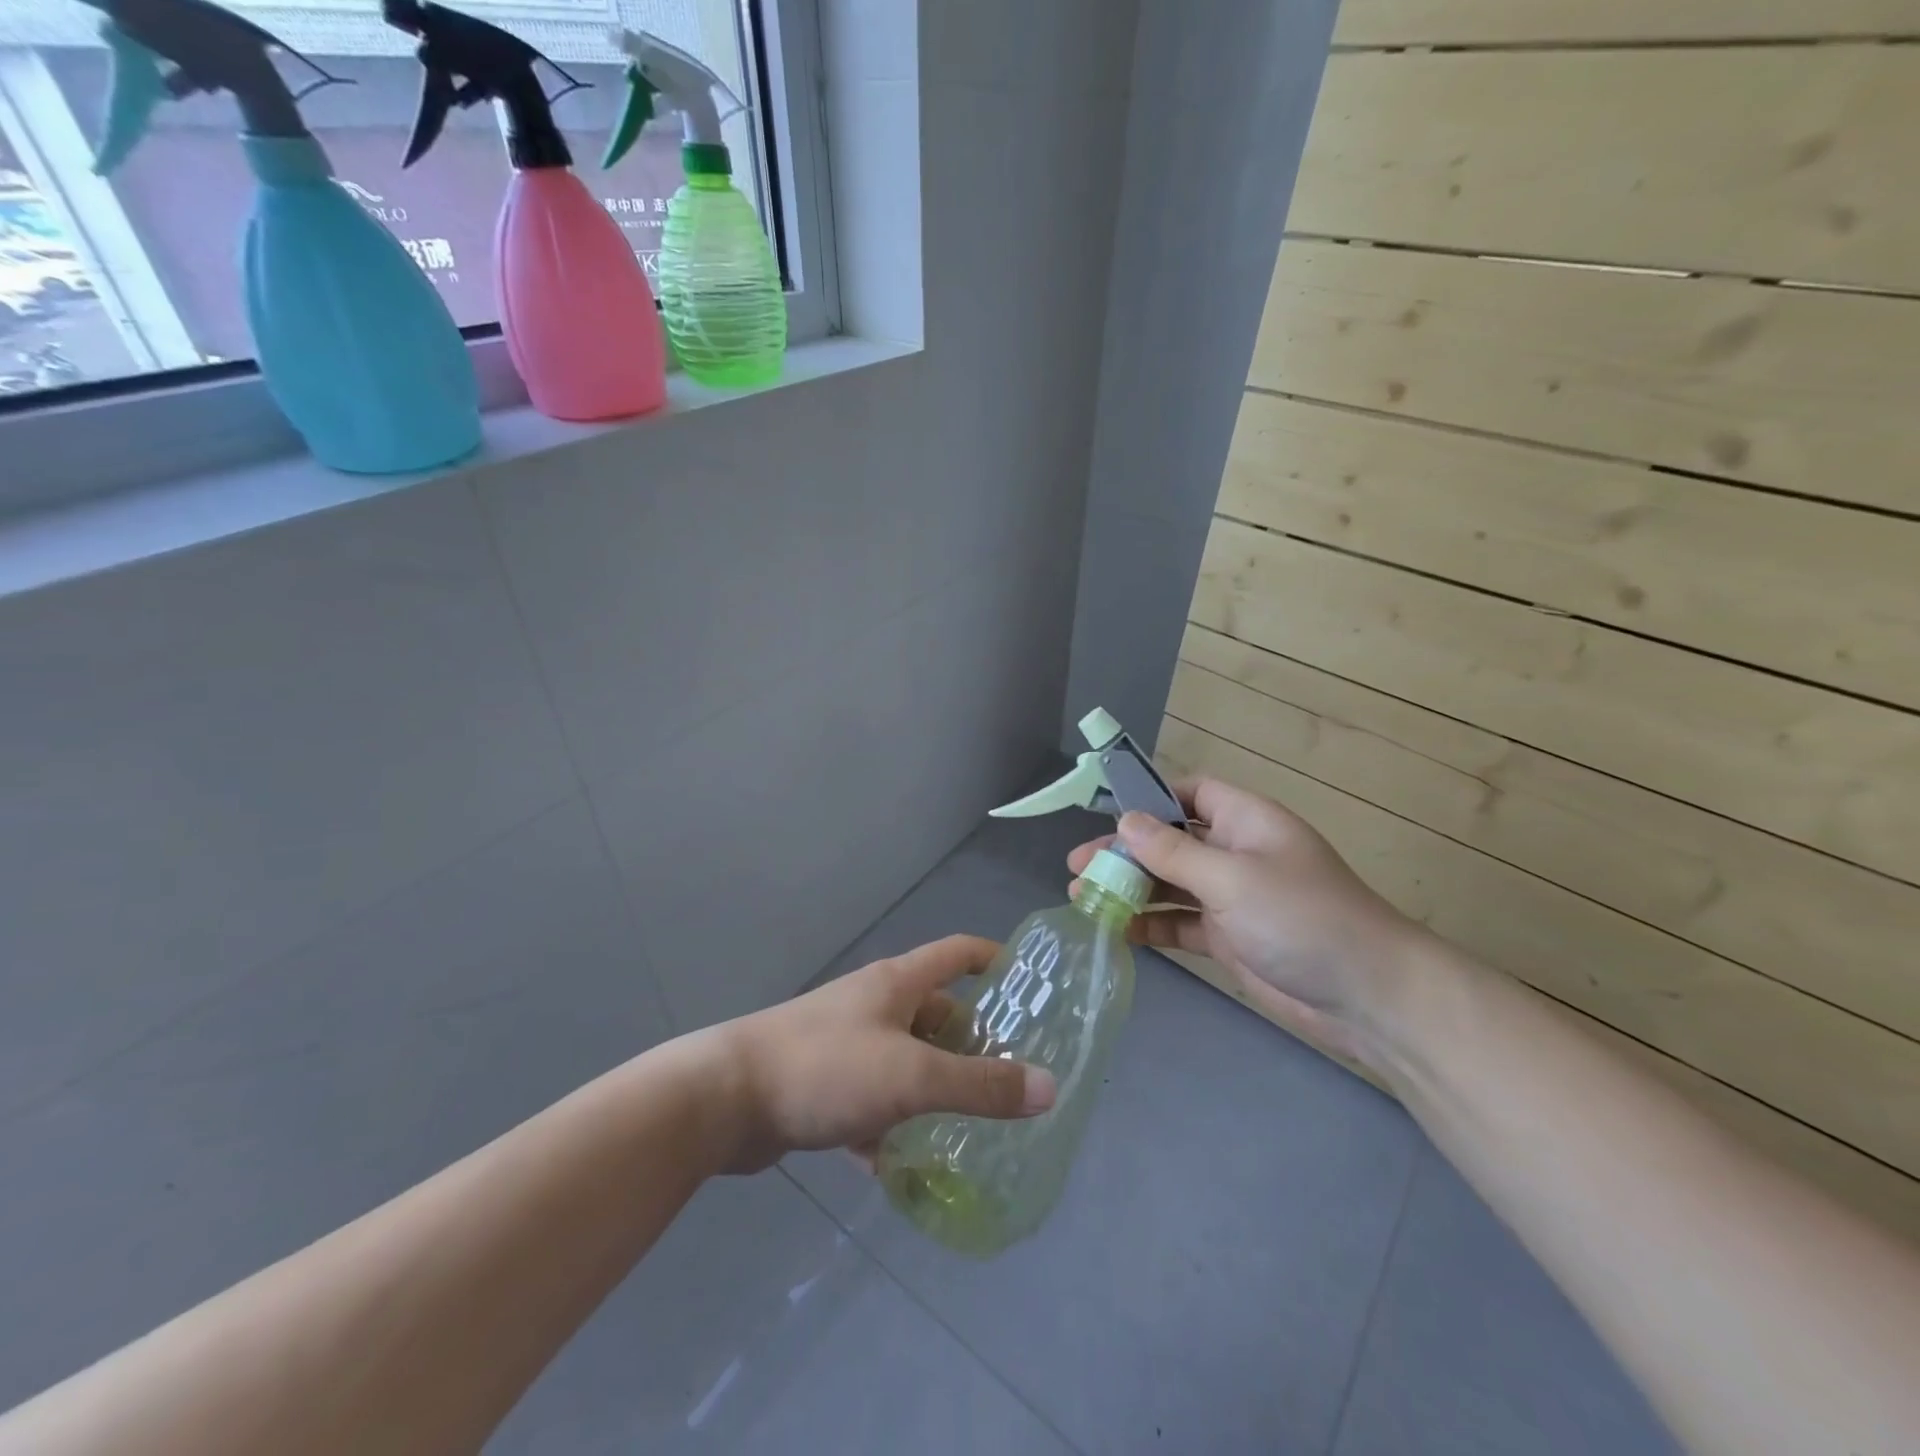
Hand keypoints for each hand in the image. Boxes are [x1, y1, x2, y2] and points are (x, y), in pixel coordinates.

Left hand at [710, 935, 1056, 1173]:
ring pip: (905, 1061)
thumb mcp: (912, 1077)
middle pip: (936, 1013)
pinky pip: (871, 1100)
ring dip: (933, 1089)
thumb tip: (1050, 1086)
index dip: (994, 959)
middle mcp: (874, 1005)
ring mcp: (846, 1043)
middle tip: (1012, 1080)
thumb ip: (980, 1084)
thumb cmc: (826, 1067)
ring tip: (972, 1127)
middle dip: (972, 1043)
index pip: (957, 952)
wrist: (723, 1099)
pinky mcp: (822, 1083)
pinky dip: (890, 1126)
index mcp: (896, 983)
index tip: (1029, 985)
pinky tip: (902, 1167)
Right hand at [1068, 777, 1423, 1066]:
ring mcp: (1232, 897)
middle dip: (1125, 852)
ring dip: (1130, 890)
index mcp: (1245, 821)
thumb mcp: (1231, 878)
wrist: (1368, 996)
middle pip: (1170, 841)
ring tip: (1082, 898)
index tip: (1106, 815)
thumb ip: (1173, 851)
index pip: (1192, 792)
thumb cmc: (1301, 917)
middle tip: (1077, 866)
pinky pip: (1180, 922)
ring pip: (1170, 884)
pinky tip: (1117, 932)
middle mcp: (1236, 852)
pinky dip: (1150, 924)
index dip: (1151, 798)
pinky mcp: (1229, 938)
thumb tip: (1124, 821)